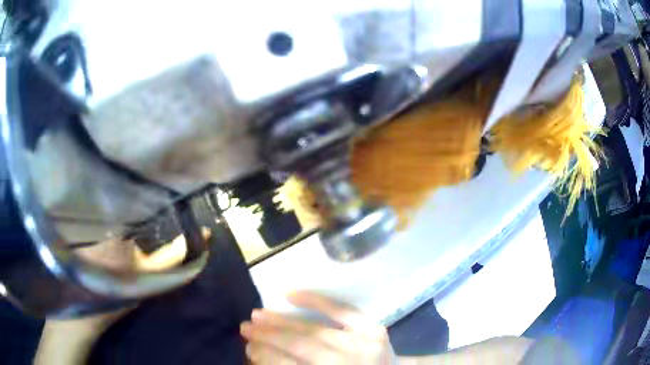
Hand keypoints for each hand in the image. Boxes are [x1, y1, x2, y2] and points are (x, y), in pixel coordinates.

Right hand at [241, 292, 395, 364]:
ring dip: (282, 321)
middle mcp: (348, 363)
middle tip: (245, 327)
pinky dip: (315, 300)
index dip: (266, 356)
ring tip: (258, 314)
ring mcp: (364, 343)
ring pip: (315, 330)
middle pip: (300, 346)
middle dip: (268, 336)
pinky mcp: (374, 328)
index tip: (247, 348)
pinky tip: (290, 293)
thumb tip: (258, 355)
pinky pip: (341, 310)